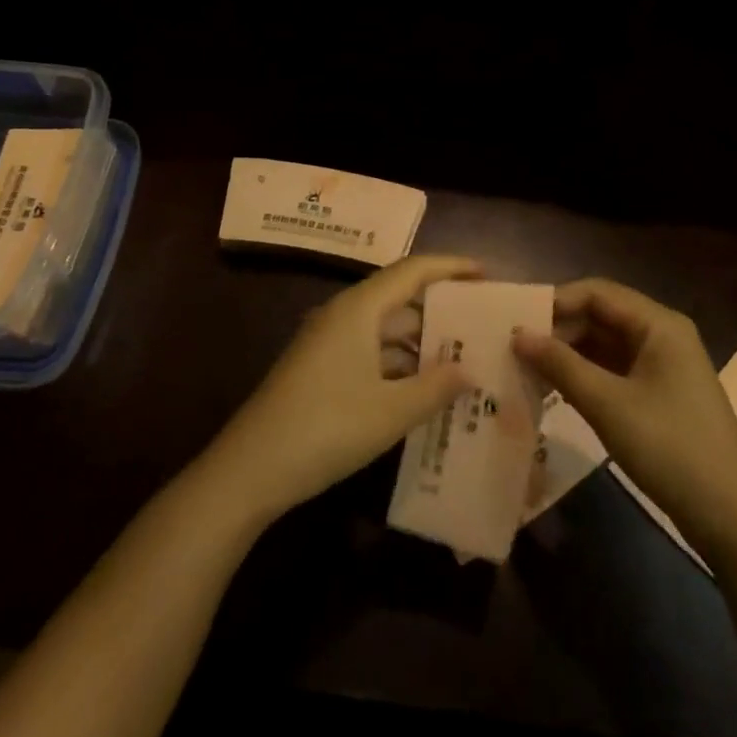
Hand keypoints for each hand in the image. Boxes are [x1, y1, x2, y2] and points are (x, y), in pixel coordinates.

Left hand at [207, 256, 479, 521]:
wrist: (250, 469)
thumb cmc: (326, 428)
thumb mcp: (392, 411)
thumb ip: (436, 387)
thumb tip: (470, 370)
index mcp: (359, 309)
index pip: (413, 270)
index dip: (451, 267)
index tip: (486, 273)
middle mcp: (342, 315)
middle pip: (398, 295)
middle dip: (439, 305)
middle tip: (480, 320)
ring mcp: (326, 342)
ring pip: (383, 326)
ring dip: (419, 338)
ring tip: (460, 355)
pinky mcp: (319, 368)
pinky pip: (369, 349)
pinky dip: (398, 361)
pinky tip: (421, 387)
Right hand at [515, 279, 736, 555]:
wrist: (731, 516)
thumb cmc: (670, 447)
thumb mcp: (608, 404)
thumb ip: (560, 365)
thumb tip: (517, 335)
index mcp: (658, 324)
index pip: (596, 292)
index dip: (554, 302)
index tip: (513, 320)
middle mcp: (661, 334)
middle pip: (600, 315)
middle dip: (558, 328)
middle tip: (512, 347)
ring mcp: (661, 366)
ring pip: (604, 344)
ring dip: (567, 354)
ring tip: (524, 367)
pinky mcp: (658, 394)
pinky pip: (613, 370)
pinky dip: (583, 375)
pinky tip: (553, 389)